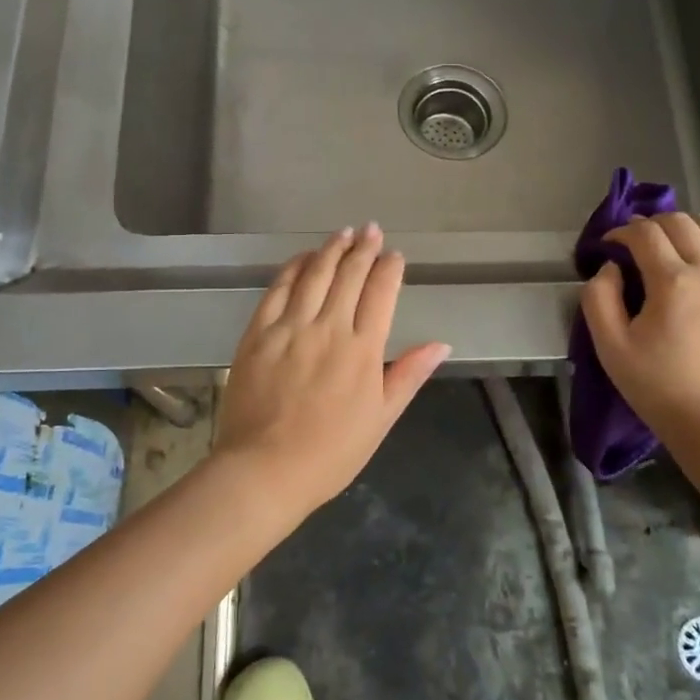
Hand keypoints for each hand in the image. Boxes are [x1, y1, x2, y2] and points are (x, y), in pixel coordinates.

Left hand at [215, 224, 449, 512]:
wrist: (265, 470)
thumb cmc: (331, 452)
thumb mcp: (381, 418)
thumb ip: (408, 375)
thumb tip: (441, 344)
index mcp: (363, 349)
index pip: (381, 293)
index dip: (390, 269)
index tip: (395, 255)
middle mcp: (329, 328)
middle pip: (349, 275)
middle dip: (363, 249)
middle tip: (371, 230)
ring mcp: (290, 327)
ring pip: (314, 274)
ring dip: (331, 249)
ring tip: (343, 233)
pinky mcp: (258, 333)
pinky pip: (278, 289)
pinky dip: (293, 268)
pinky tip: (302, 258)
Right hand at [579, 213, 699, 445]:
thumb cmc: (662, 390)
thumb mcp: (611, 349)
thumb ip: (599, 298)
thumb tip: (610, 268)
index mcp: (674, 281)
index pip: (644, 232)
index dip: (620, 232)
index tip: (608, 247)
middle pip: (681, 221)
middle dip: (651, 225)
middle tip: (633, 247)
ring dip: (686, 231)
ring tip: (669, 253)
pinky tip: (698, 275)